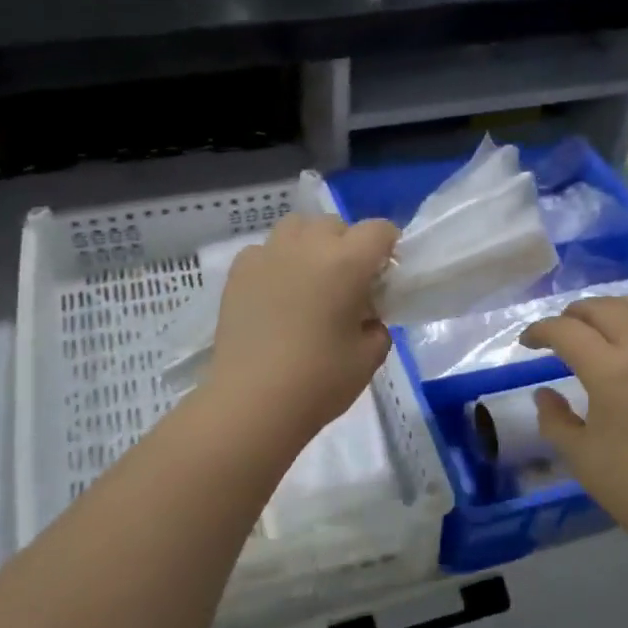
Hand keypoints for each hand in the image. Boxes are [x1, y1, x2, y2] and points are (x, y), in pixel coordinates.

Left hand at [205, 213, 399, 440]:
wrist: (252, 401)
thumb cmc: (319, 380)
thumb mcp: (369, 357)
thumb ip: (377, 327)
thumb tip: (366, 318)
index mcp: (347, 262)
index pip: (378, 230)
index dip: (388, 247)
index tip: (385, 275)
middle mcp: (307, 246)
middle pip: (335, 225)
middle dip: (348, 246)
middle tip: (348, 285)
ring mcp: (268, 255)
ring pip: (296, 227)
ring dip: (310, 244)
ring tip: (310, 280)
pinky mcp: (238, 272)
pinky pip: (265, 250)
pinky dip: (276, 262)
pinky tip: (276, 293)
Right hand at [522, 295, 627, 550]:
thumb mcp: (580, 456)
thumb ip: (555, 419)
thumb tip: (545, 393)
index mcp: (611, 371)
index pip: (567, 332)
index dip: (540, 331)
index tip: (526, 343)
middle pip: (606, 308)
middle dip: (574, 313)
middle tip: (558, 331)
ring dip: (614, 307)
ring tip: (599, 324)